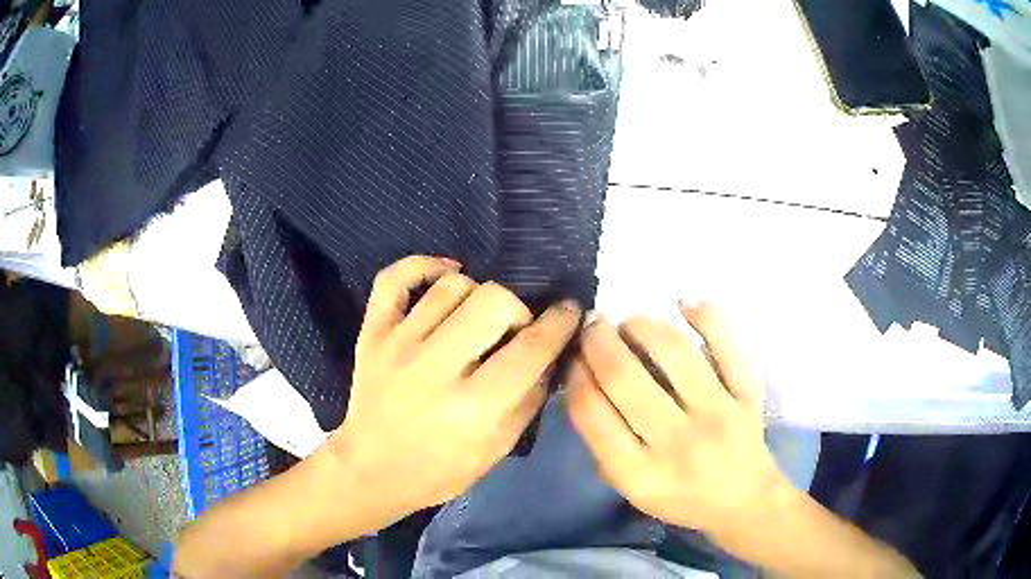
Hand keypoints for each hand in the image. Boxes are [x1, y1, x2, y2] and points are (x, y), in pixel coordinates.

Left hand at [328, 255, 580, 519]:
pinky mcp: (372, 333)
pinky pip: (394, 277)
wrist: (373, 470)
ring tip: (475, 318)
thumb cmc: (441, 470)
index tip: (569, 311)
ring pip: (452, 285)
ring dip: (476, 295)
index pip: (531, 348)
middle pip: (493, 300)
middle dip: (515, 310)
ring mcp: (397, 346)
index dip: (560, 323)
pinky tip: (447, 274)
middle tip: (510, 331)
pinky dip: (424, 265)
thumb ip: (530, 397)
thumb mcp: (498, 448)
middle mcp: (435, 369)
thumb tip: (551, 352)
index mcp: (473, 408)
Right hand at [567, 302, 784, 536]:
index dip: (575, 374)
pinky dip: (706, 316)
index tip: (573, 355)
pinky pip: (727, 345)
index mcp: (640, 474)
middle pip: (625, 378)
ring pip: (674, 353)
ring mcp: (718, 415)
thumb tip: (585, 377)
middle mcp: (678, 443)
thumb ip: (605, 442)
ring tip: (630, 321)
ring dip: (642, 325)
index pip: (592, 413)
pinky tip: (684, 304)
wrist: (744, 500)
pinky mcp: (747, 395)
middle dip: (598, 340)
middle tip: (592, 324)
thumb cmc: (681, 496)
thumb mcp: (631, 488)